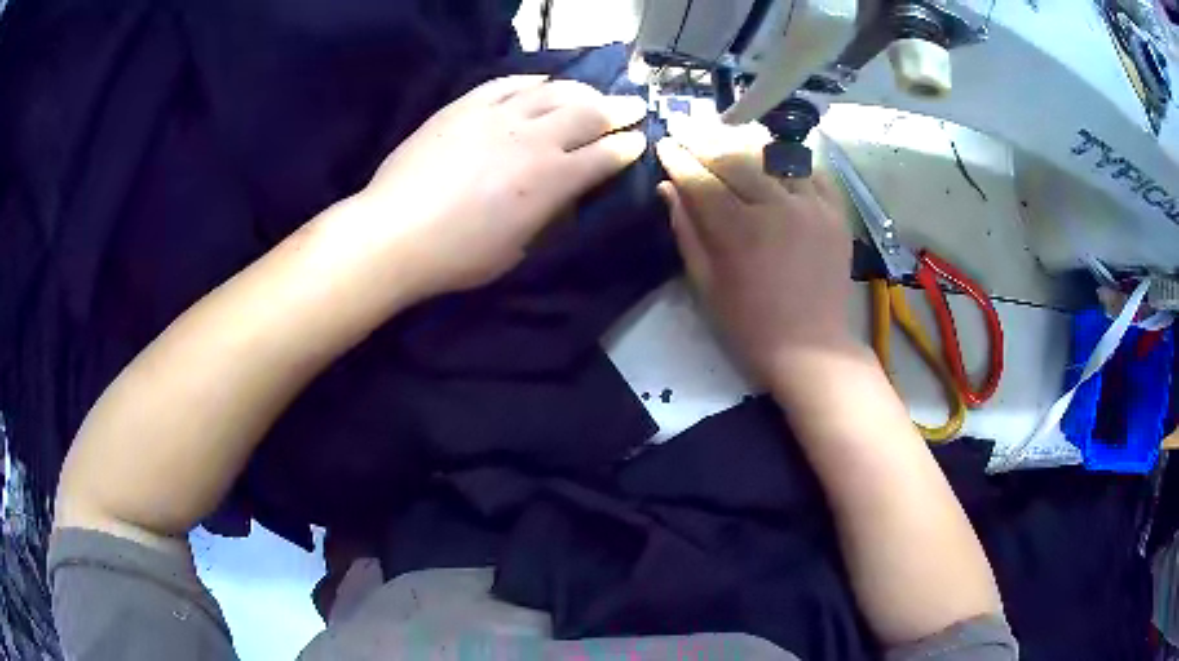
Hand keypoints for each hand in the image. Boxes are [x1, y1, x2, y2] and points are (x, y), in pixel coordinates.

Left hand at [347, 75, 647, 297]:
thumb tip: (566, 193)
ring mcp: (499, 116)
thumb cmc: (459, 256)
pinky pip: (508, 82)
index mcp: (552, 180)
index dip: (628, 147)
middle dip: (619, 110)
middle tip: (634, 107)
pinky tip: (543, 82)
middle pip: (589, 113)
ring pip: (553, 91)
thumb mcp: (519, 249)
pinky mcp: (466, 106)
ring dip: (582, 90)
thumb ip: (549, 215)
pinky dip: (533, 80)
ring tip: (593, 92)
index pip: (605, 155)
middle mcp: (534, 139)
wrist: (395, 232)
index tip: (639, 141)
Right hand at [655, 128, 852, 380]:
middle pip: (735, 156)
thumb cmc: (750, 325)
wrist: (812, 348)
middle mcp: (777, 208)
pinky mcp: (836, 211)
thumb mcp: (706, 284)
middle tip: (686, 127)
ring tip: (724, 132)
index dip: (678, 158)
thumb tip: (669, 188)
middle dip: (704, 138)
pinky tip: (772, 156)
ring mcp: (812, 206)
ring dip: (744, 140)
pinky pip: (811, 170)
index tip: (664, 144)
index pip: (701, 179)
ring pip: (773, 155)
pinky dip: (788, 159)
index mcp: (739, 231)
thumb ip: (687, 231)